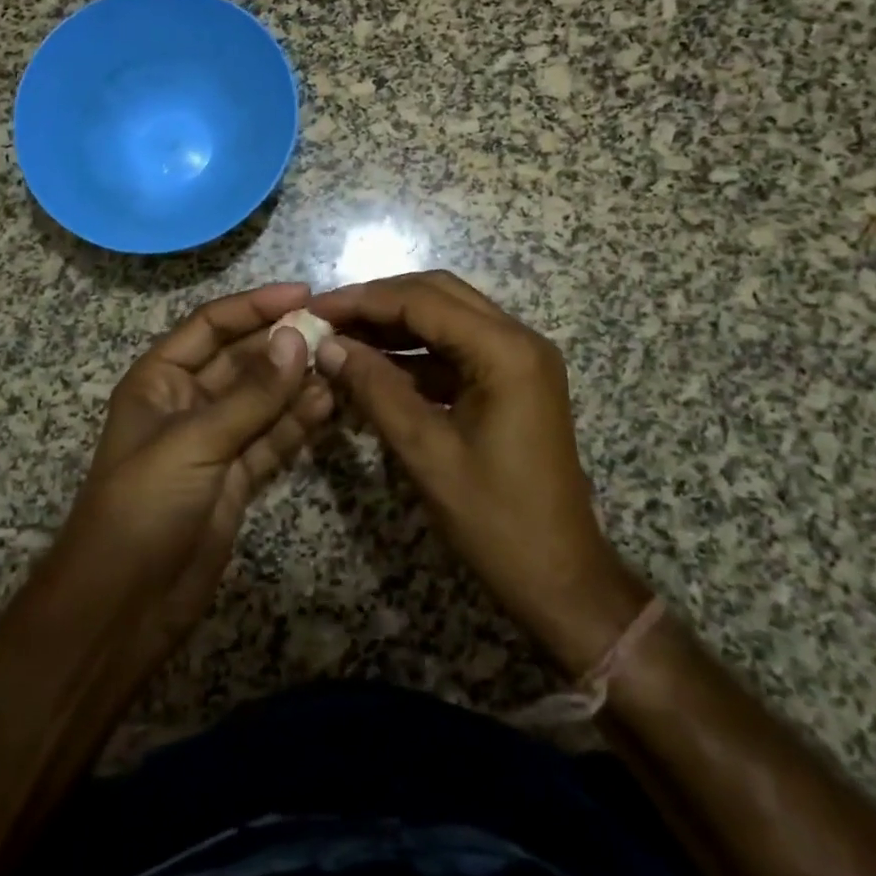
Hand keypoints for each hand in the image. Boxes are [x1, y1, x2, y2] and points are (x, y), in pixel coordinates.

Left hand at [52, 282, 333, 679]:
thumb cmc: (143, 506)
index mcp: (160, 379)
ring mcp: (214, 441)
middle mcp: (187, 402)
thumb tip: (297, 339)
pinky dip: (297, 423)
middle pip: (241, 359)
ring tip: (341, 365)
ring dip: (297, 382)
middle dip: (283, 345)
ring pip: (262, 399)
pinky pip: (271, 438)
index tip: (304, 295)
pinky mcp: (236, 477)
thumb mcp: (194, 441)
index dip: (255, 306)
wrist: (122, 608)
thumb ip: (251, 394)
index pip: (211, 325)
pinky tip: (328, 405)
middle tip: (334, 332)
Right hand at [311, 271, 646, 674]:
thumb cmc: (496, 520)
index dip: (364, 300)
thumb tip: (328, 346)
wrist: (561, 580)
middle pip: (438, 294)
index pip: (423, 301)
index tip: (315, 309)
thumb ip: (376, 389)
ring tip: (342, 337)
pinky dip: (416, 351)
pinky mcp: (513, 380)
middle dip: (379, 302)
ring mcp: (519, 359)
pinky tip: (375, 364)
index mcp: (506, 351)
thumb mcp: (426, 452)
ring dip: (396, 323)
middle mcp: (518, 339)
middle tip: (327, 318)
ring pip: (447, 317)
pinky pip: (457, 348)